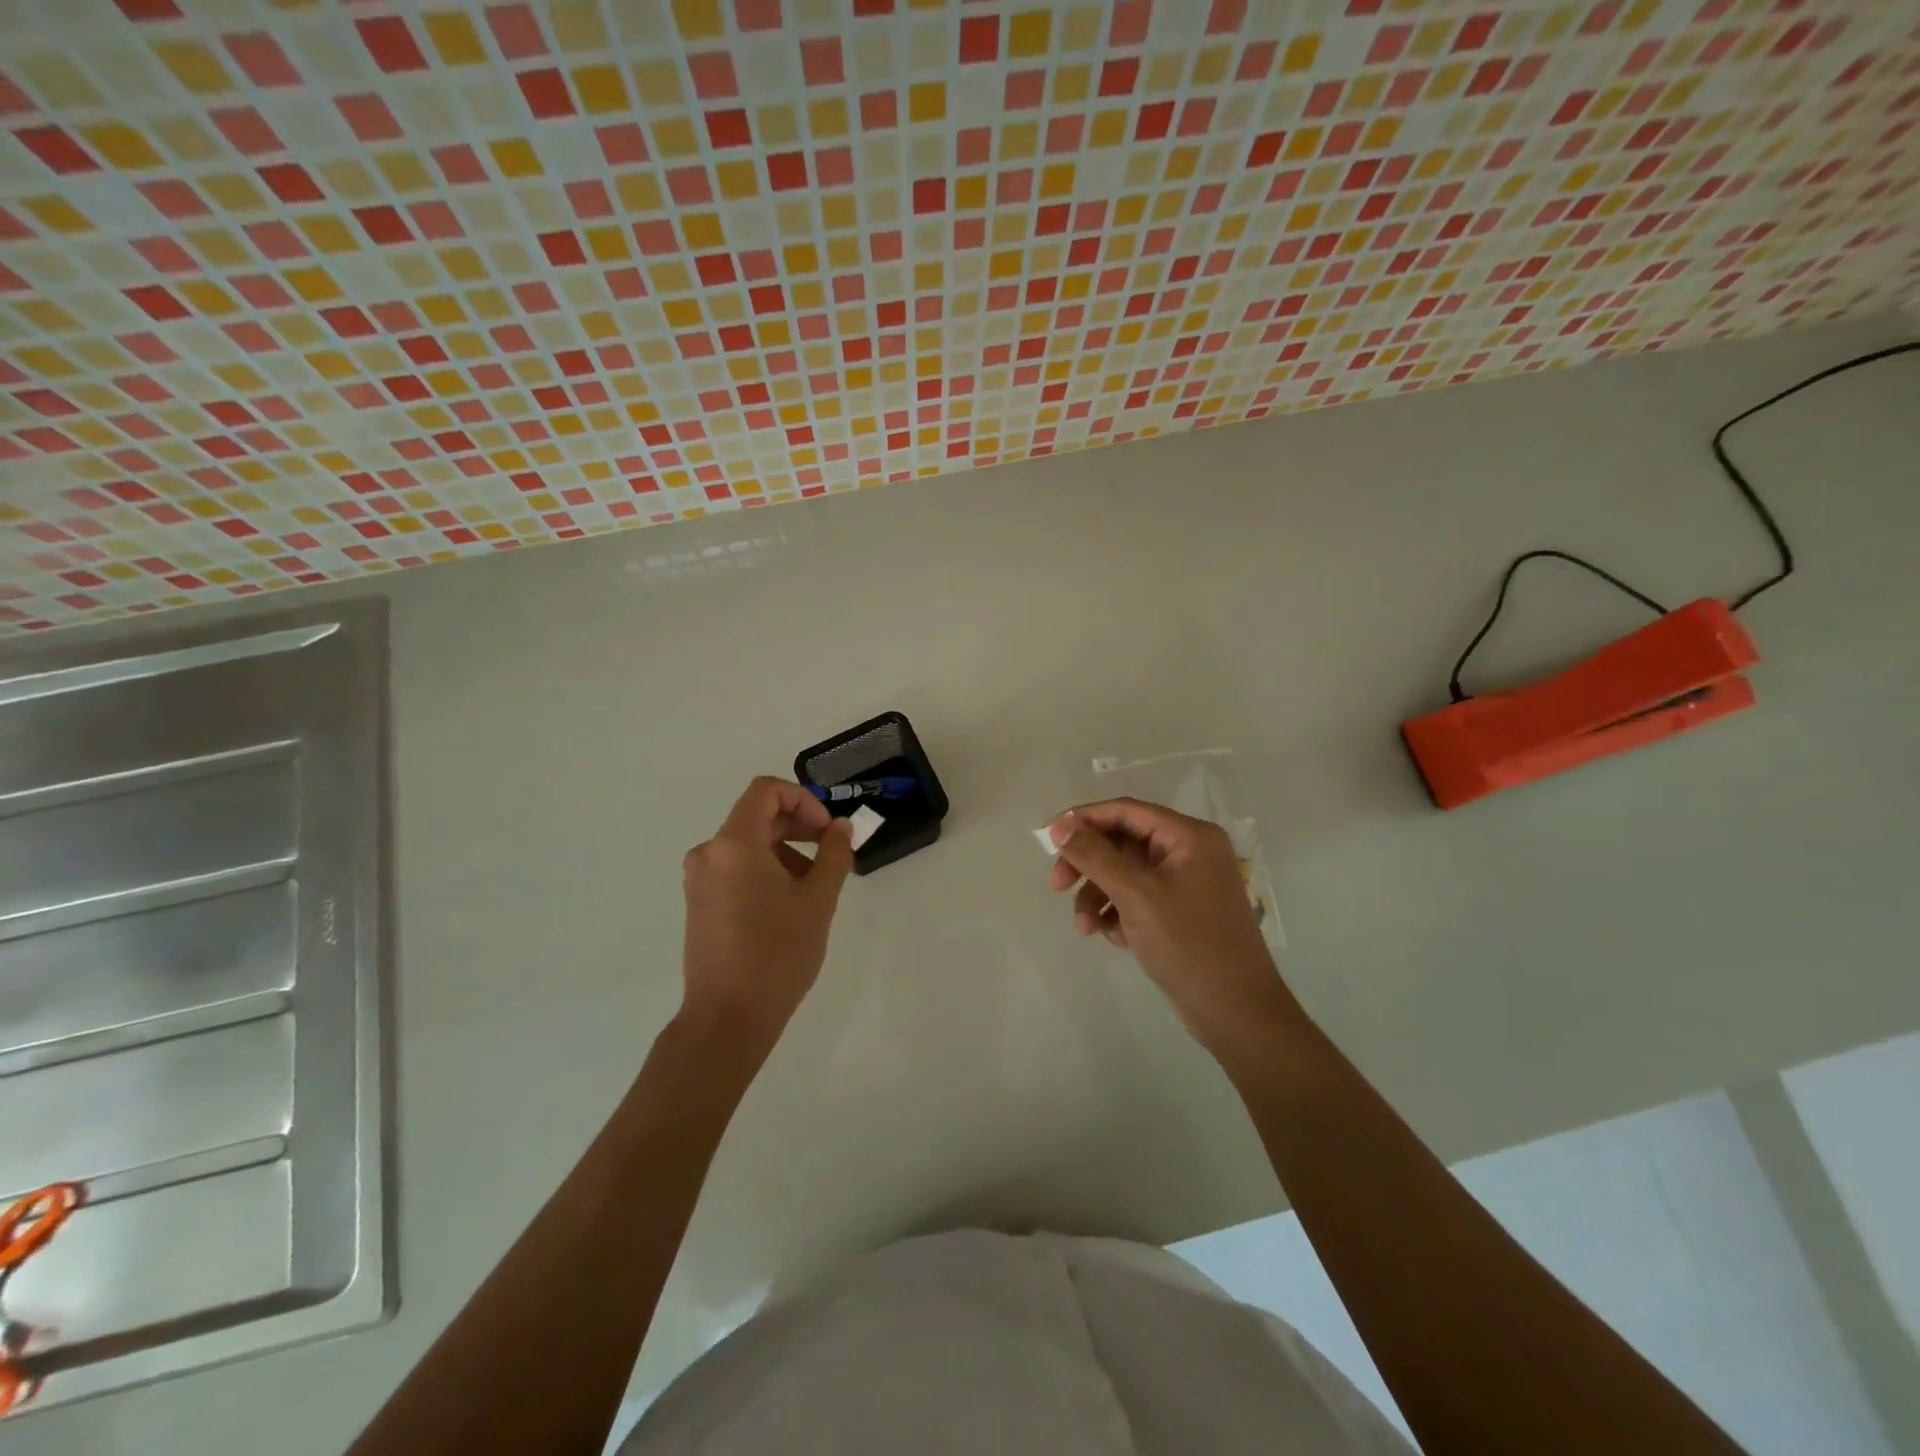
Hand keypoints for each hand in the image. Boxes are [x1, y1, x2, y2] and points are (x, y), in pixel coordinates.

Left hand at [681, 777, 854, 1053]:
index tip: (828, 830)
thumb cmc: (777, 954)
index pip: (766, 791)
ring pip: (748, 844)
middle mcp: (709, 853)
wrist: (727, 1018)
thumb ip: (834, 854)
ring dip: (786, 851)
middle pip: (758, 816)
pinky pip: (736, 868)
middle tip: (832, 854)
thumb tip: (840, 826)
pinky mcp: (700, 903)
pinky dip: (766, 870)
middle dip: (800, 827)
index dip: (803, 799)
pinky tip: (789, 904)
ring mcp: (700, 879)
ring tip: (815, 887)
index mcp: (734, 844)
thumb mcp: (818, 900)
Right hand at [1046, 798, 1298, 1054]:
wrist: (1236, 1013)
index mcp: (1189, 837)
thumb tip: (1059, 824)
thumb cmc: (1188, 944)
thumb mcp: (1135, 895)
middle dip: (1088, 865)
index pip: (1126, 811)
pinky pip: (1137, 898)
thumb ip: (1094, 855)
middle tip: (1056, 886)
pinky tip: (1111, 937)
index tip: (1048, 837)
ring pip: (1125, 874)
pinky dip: (1117, 913)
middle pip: (1122, 843)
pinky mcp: (1179, 912)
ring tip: (1084, 929)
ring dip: (1098, 896)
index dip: (1084, 819)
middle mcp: (1189, 852)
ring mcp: (1186, 883)